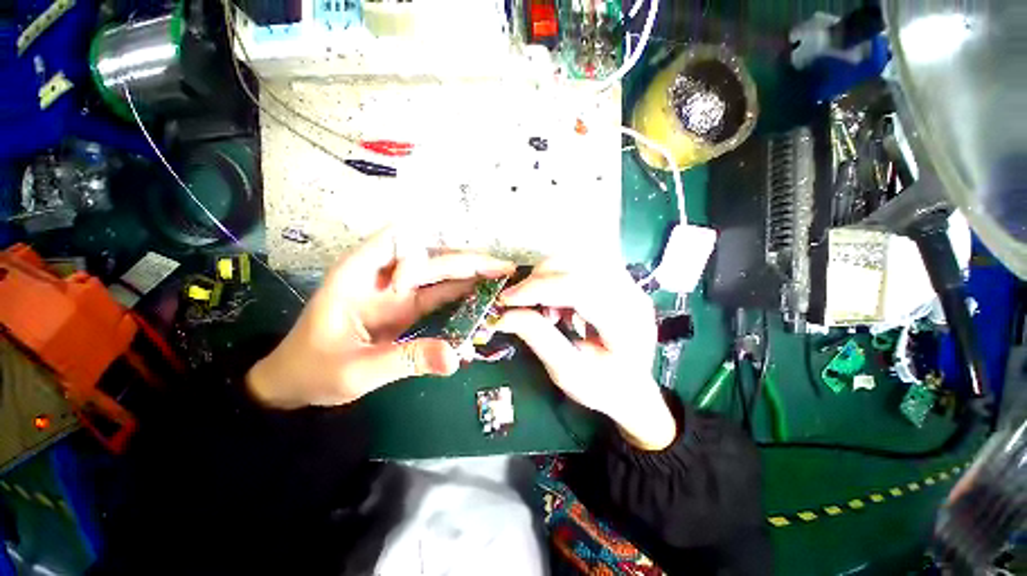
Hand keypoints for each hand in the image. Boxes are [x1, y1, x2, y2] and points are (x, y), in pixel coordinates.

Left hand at [247, 228, 514, 408]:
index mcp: (359, 275)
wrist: (297, 382)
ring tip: (501, 276)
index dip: (434, 243)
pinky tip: (482, 295)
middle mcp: (381, 276)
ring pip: (439, 275)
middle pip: (430, 259)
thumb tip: (456, 357)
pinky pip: (438, 295)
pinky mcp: (406, 308)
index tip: (465, 260)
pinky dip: (461, 294)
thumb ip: (407, 359)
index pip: (397, 240)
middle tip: (503, 268)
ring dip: (470, 275)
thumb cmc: (314, 370)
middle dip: (468, 261)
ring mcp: (396, 293)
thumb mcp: (358, 370)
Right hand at [495, 261, 676, 450]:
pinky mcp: (618, 281)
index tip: (507, 299)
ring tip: (544, 309)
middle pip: (578, 266)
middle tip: (518, 302)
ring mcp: (627, 284)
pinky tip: (557, 305)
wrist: (634, 389)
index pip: (579, 288)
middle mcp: (631, 295)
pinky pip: (581, 266)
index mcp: (625, 324)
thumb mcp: (567, 371)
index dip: (539, 288)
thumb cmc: (603, 388)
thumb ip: (538, 338)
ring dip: (549, 277)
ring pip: (578, 260)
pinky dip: (558, 278)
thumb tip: (503, 315)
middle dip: (540, 279)